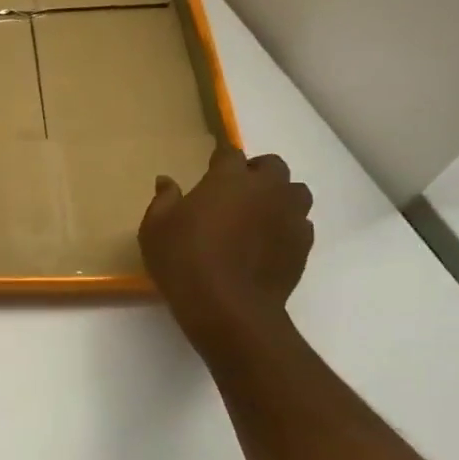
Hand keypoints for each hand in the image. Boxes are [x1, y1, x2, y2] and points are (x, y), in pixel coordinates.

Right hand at [138, 147, 313, 356]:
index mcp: (229, 178)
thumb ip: (163, 199)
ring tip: (257, 214)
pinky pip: (300, 224)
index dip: (220, 160)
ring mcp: (290, 216)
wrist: (227, 306)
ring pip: (295, 192)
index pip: (230, 153)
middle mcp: (266, 189)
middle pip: (272, 166)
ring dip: (279, 196)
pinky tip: (267, 242)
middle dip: (256, 172)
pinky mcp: (303, 244)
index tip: (209, 171)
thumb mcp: (155, 228)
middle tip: (234, 192)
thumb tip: (166, 181)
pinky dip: (286, 226)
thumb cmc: (183, 259)